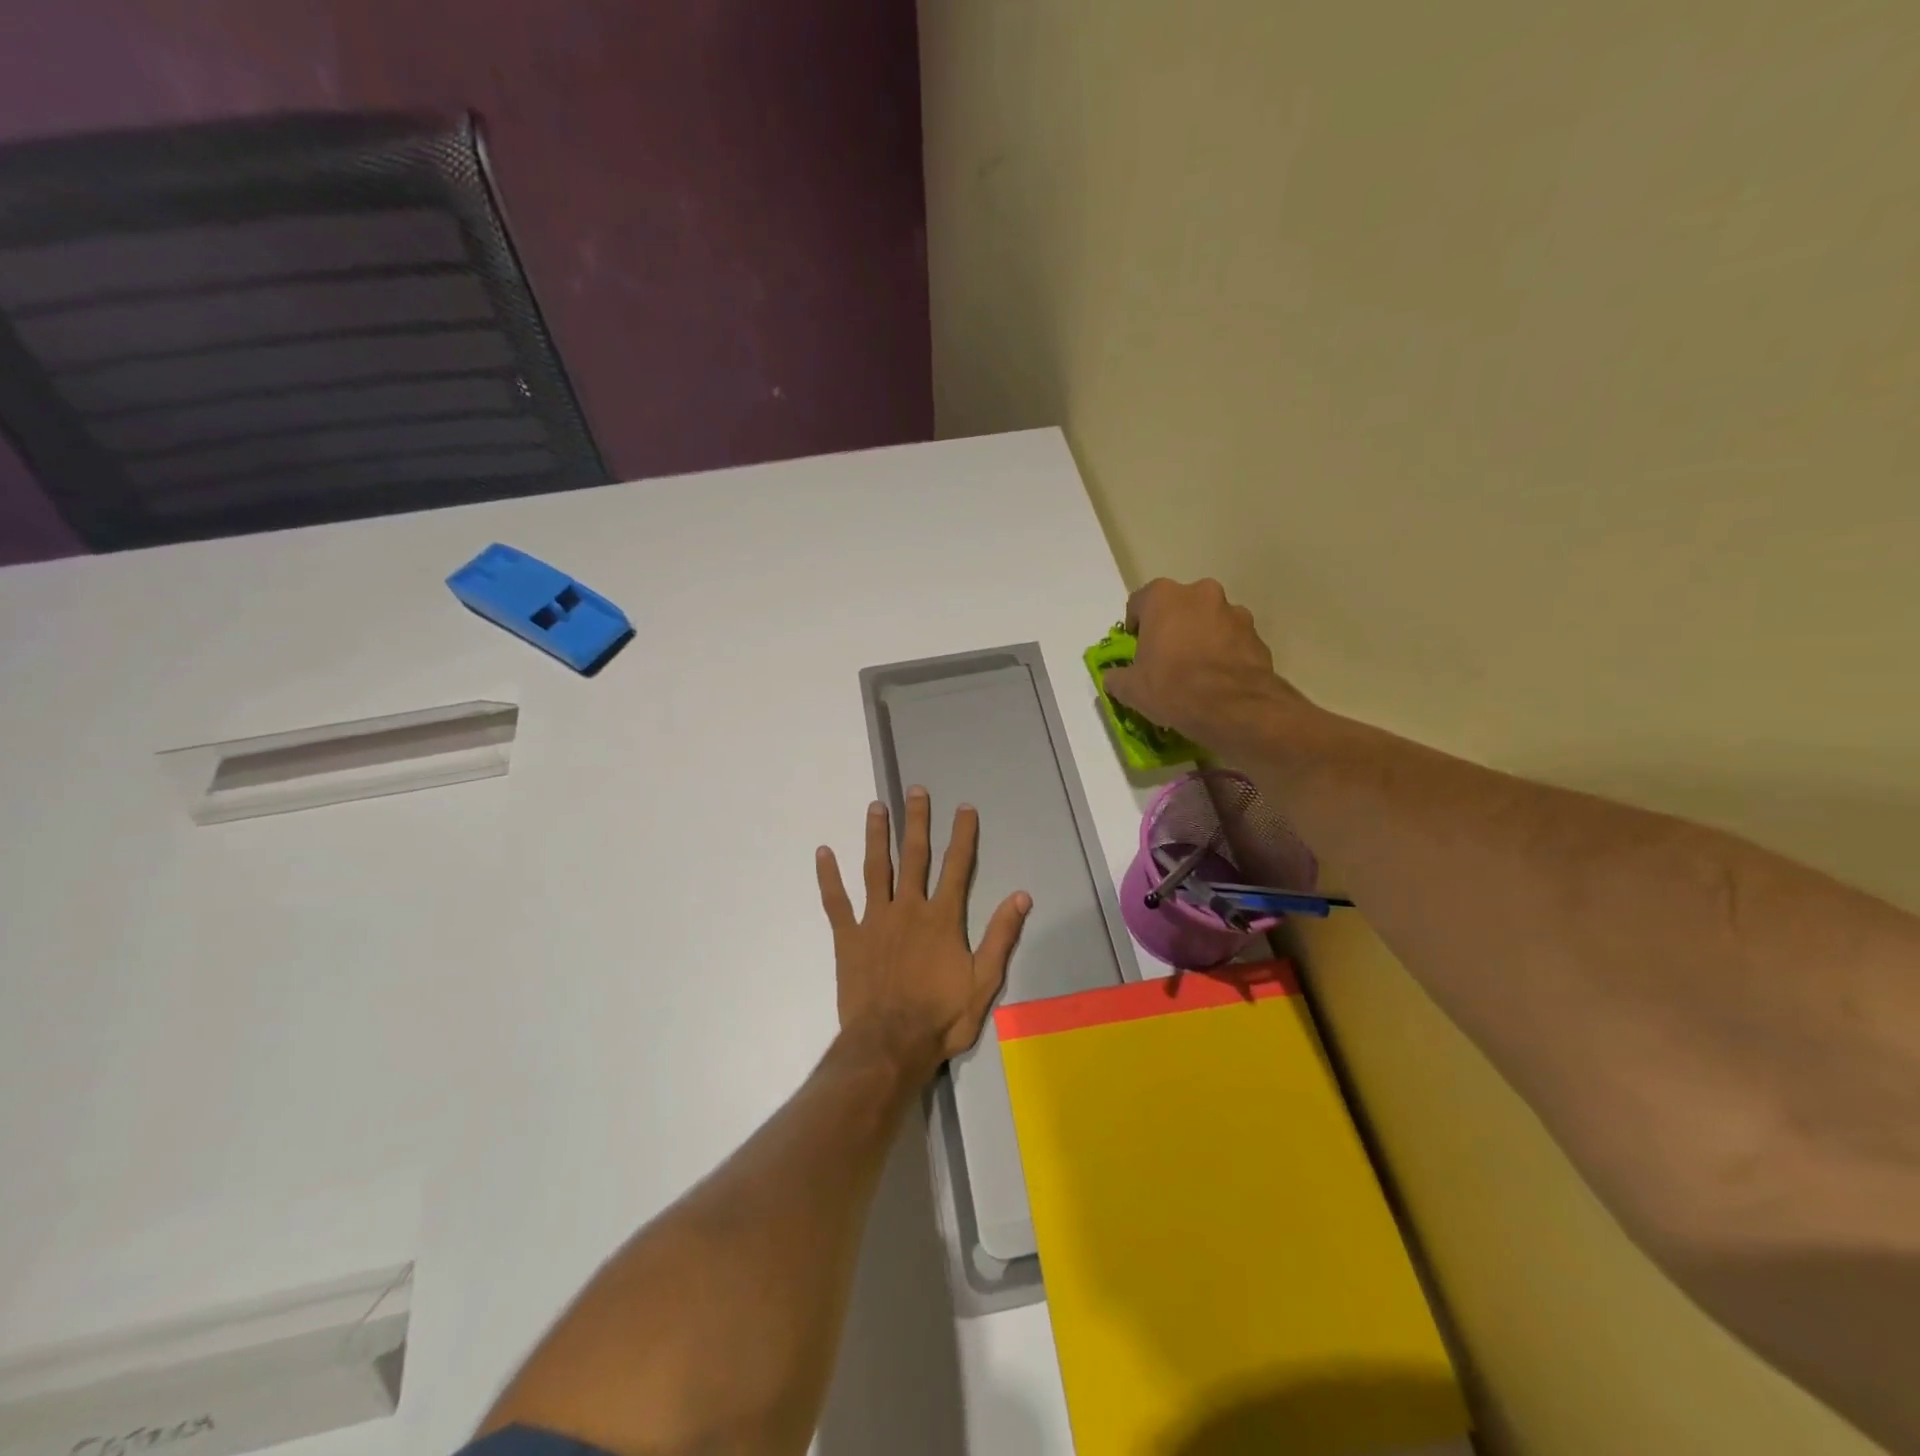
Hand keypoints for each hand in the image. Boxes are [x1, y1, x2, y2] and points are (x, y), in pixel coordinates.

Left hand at [816, 787, 1031, 1081]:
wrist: (890, 1046)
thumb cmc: (941, 1017)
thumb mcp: (984, 982)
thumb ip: (1001, 936)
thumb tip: (1021, 895)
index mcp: (942, 918)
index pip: (957, 866)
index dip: (962, 835)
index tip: (964, 807)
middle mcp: (908, 908)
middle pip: (914, 856)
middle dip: (916, 821)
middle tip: (914, 790)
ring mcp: (875, 920)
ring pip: (875, 868)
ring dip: (876, 835)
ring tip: (875, 806)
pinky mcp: (848, 938)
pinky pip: (836, 901)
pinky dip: (828, 876)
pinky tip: (823, 852)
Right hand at [1102, 578, 1308, 753]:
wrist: (1234, 708)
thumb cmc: (1172, 687)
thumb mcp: (1130, 689)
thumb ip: (1117, 677)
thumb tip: (1114, 678)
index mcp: (1164, 597)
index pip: (1139, 602)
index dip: (1135, 627)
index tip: (1136, 650)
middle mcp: (1201, 593)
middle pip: (1178, 607)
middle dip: (1171, 627)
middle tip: (1166, 659)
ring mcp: (1234, 612)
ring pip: (1208, 621)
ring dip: (1200, 638)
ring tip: (1196, 672)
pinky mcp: (1257, 635)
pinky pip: (1232, 640)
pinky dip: (1224, 653)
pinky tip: (1218, 681)